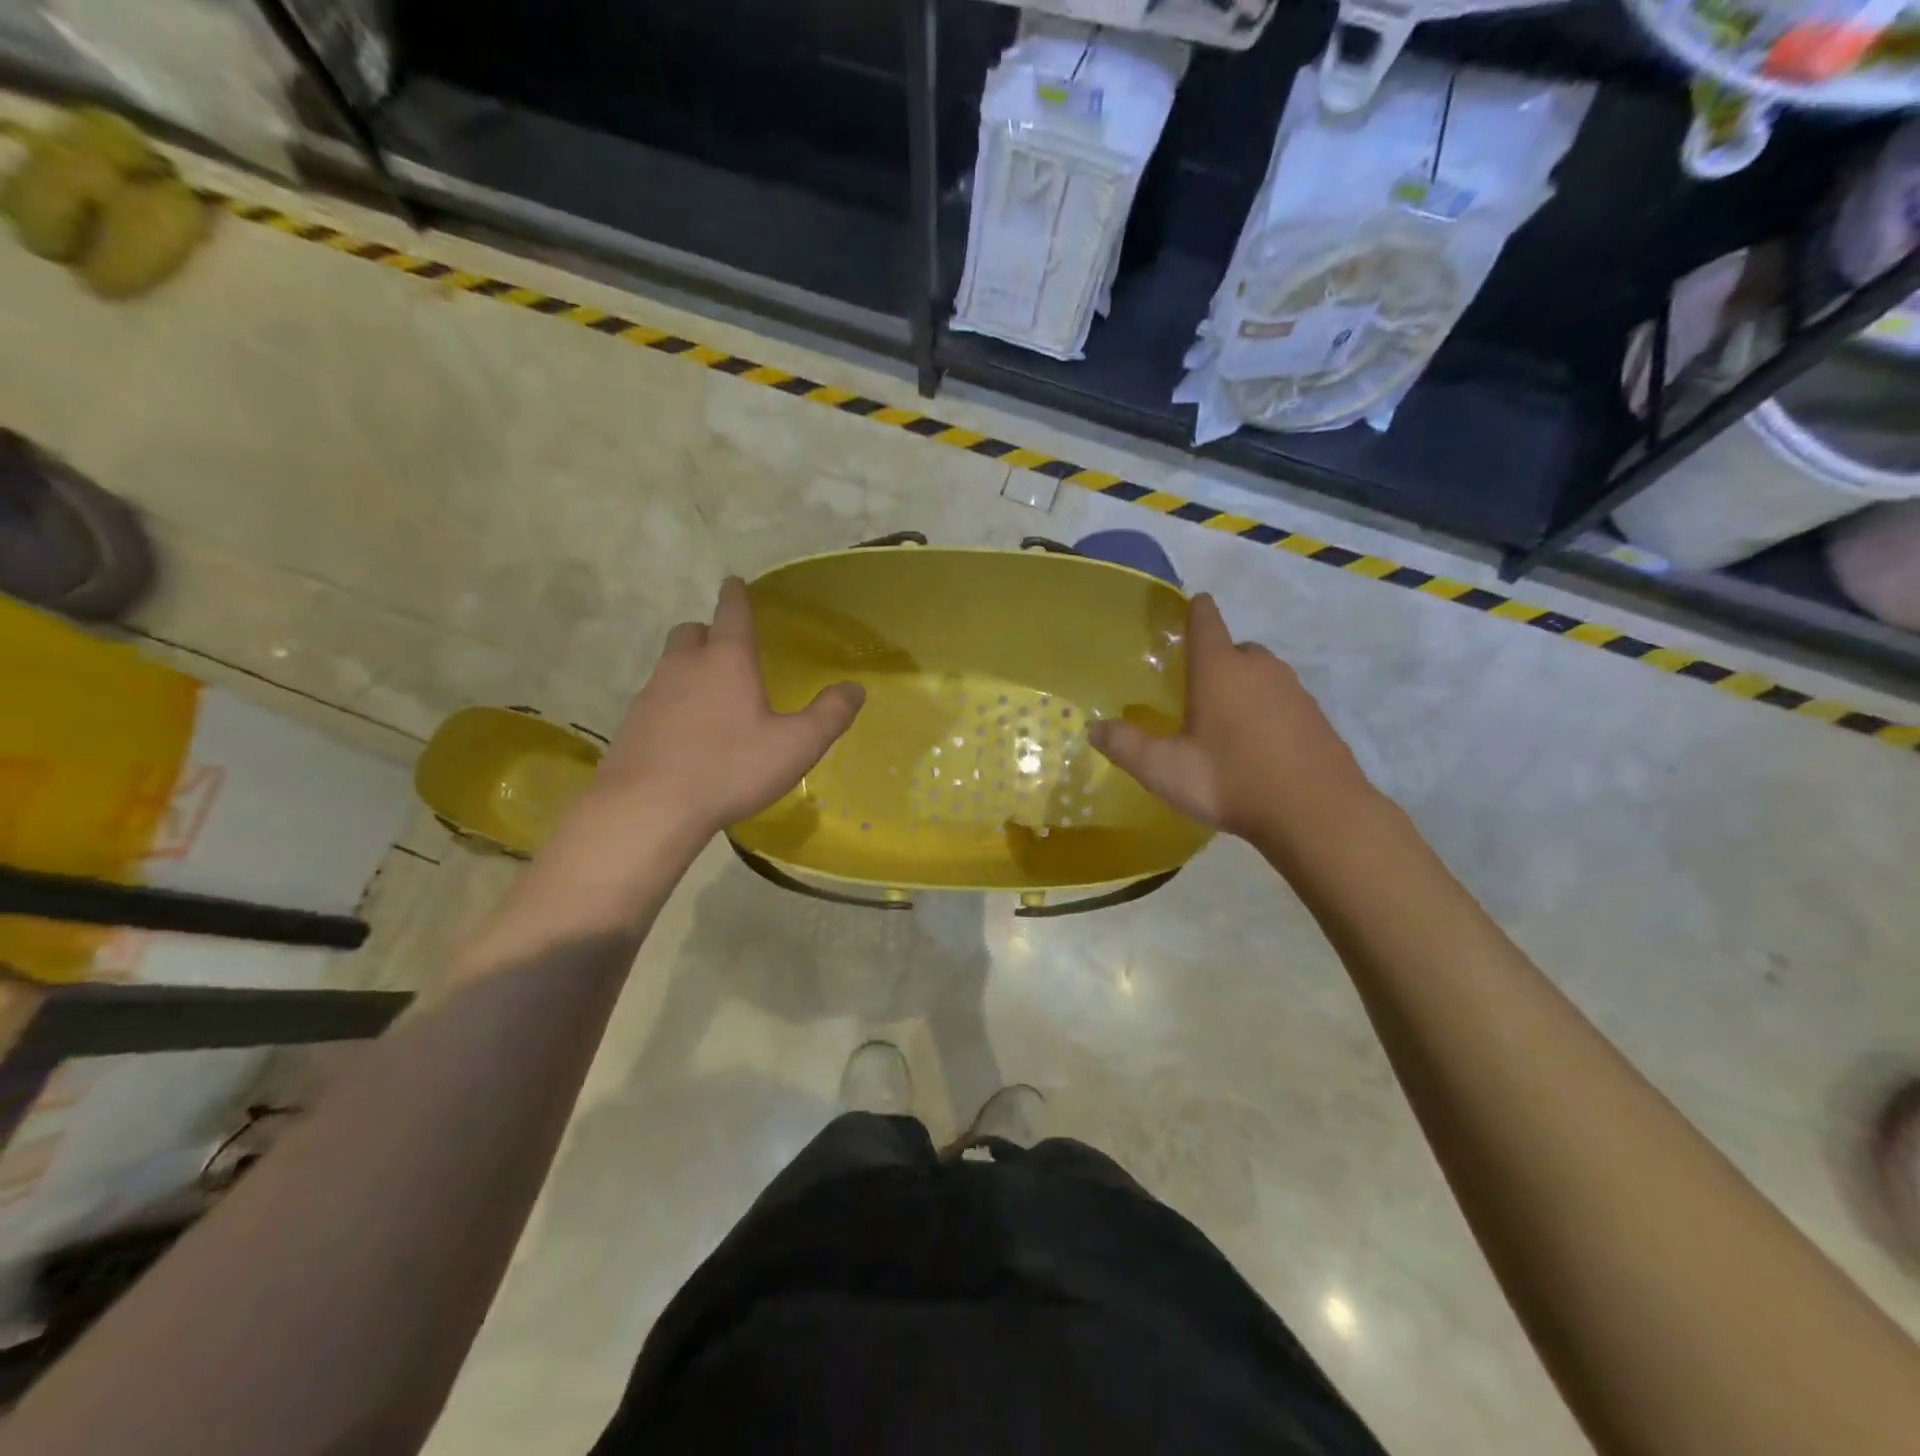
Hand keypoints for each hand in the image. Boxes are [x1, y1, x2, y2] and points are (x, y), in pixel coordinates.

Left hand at [591, 577, 864, 843]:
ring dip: (688, 667)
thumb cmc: (730, 768)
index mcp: (727, 661)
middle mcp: (684, 666)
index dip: (736, 596)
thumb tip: (855, 688)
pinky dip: (672, 703)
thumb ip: (829, 715)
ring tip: (710, 695)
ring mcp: (651, 694)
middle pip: (691, 632)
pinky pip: (655, 699)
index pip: (732, 614)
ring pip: (670, 665)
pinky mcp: (631, 724)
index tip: (733, 581)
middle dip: (708, 632)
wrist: (648, 807)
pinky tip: (686, 733)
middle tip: (725, 648)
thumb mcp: (796, 746)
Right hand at [1086, 593, 1371, 843]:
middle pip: (1235, 649)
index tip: (1191, 604)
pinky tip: (1257, 746)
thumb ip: (1126, 745)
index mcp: (1220, 669)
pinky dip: (1268, 713)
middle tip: (1195, 689)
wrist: (1317, 814)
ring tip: (1224, 723)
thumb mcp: (1164, 769)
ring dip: (1243, 689)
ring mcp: (1294, 691)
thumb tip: (1094, 728)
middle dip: (1216, 660)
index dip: (1196, 610)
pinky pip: (1283, 702)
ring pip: (1262, 676)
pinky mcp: (1316, 718)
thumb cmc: (1230, 780)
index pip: (1206, 621)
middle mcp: (1259, 668)